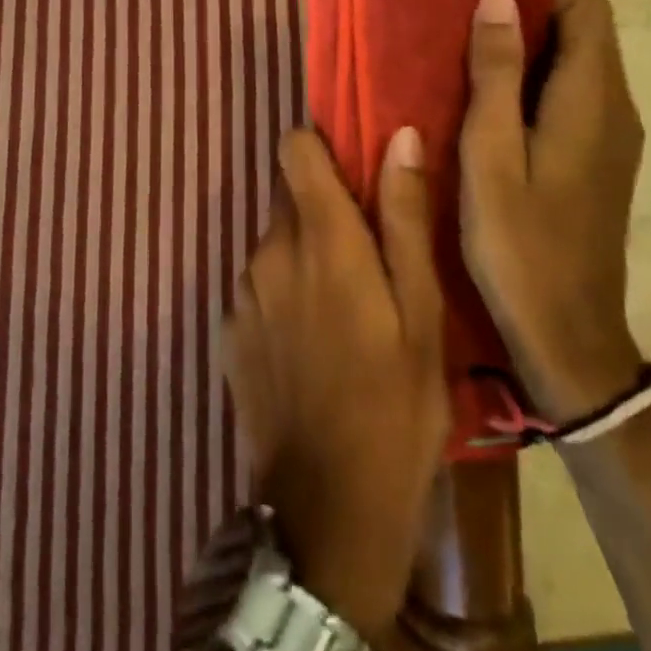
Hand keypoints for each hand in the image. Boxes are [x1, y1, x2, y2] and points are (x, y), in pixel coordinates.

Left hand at [223, 128, 449, 645]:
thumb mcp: (421, 312)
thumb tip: (398, 136)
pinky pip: (259, 284)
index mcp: (320, 237)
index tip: (351, 169)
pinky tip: (312, 345)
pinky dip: (283, 293)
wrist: (328, 514)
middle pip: (289, 196)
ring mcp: (242, 292)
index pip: (294, 149)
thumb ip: (404, 216)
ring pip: (276, 242)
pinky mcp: (229, 330)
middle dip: (324, 210)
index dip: (321, 147)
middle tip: (367, 259)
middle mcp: (269, 251)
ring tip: (344, 310)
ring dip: (304, 255)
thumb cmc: (395, 406)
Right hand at [460, 0, 645, 422]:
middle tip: (466, 39)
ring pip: (579, 67)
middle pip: (587, 34)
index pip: (589, 10)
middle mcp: (616, 110)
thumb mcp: (491, 153)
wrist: (570, 339)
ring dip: (530, 57)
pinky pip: (575, 100)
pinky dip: (538, 89)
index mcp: (593, 100)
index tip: (486, 10)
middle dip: (530, 22)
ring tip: (470, 73)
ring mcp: (614, 139)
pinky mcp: (603, 163)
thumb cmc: (521, 244)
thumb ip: (496, 72)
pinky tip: (493, 119)